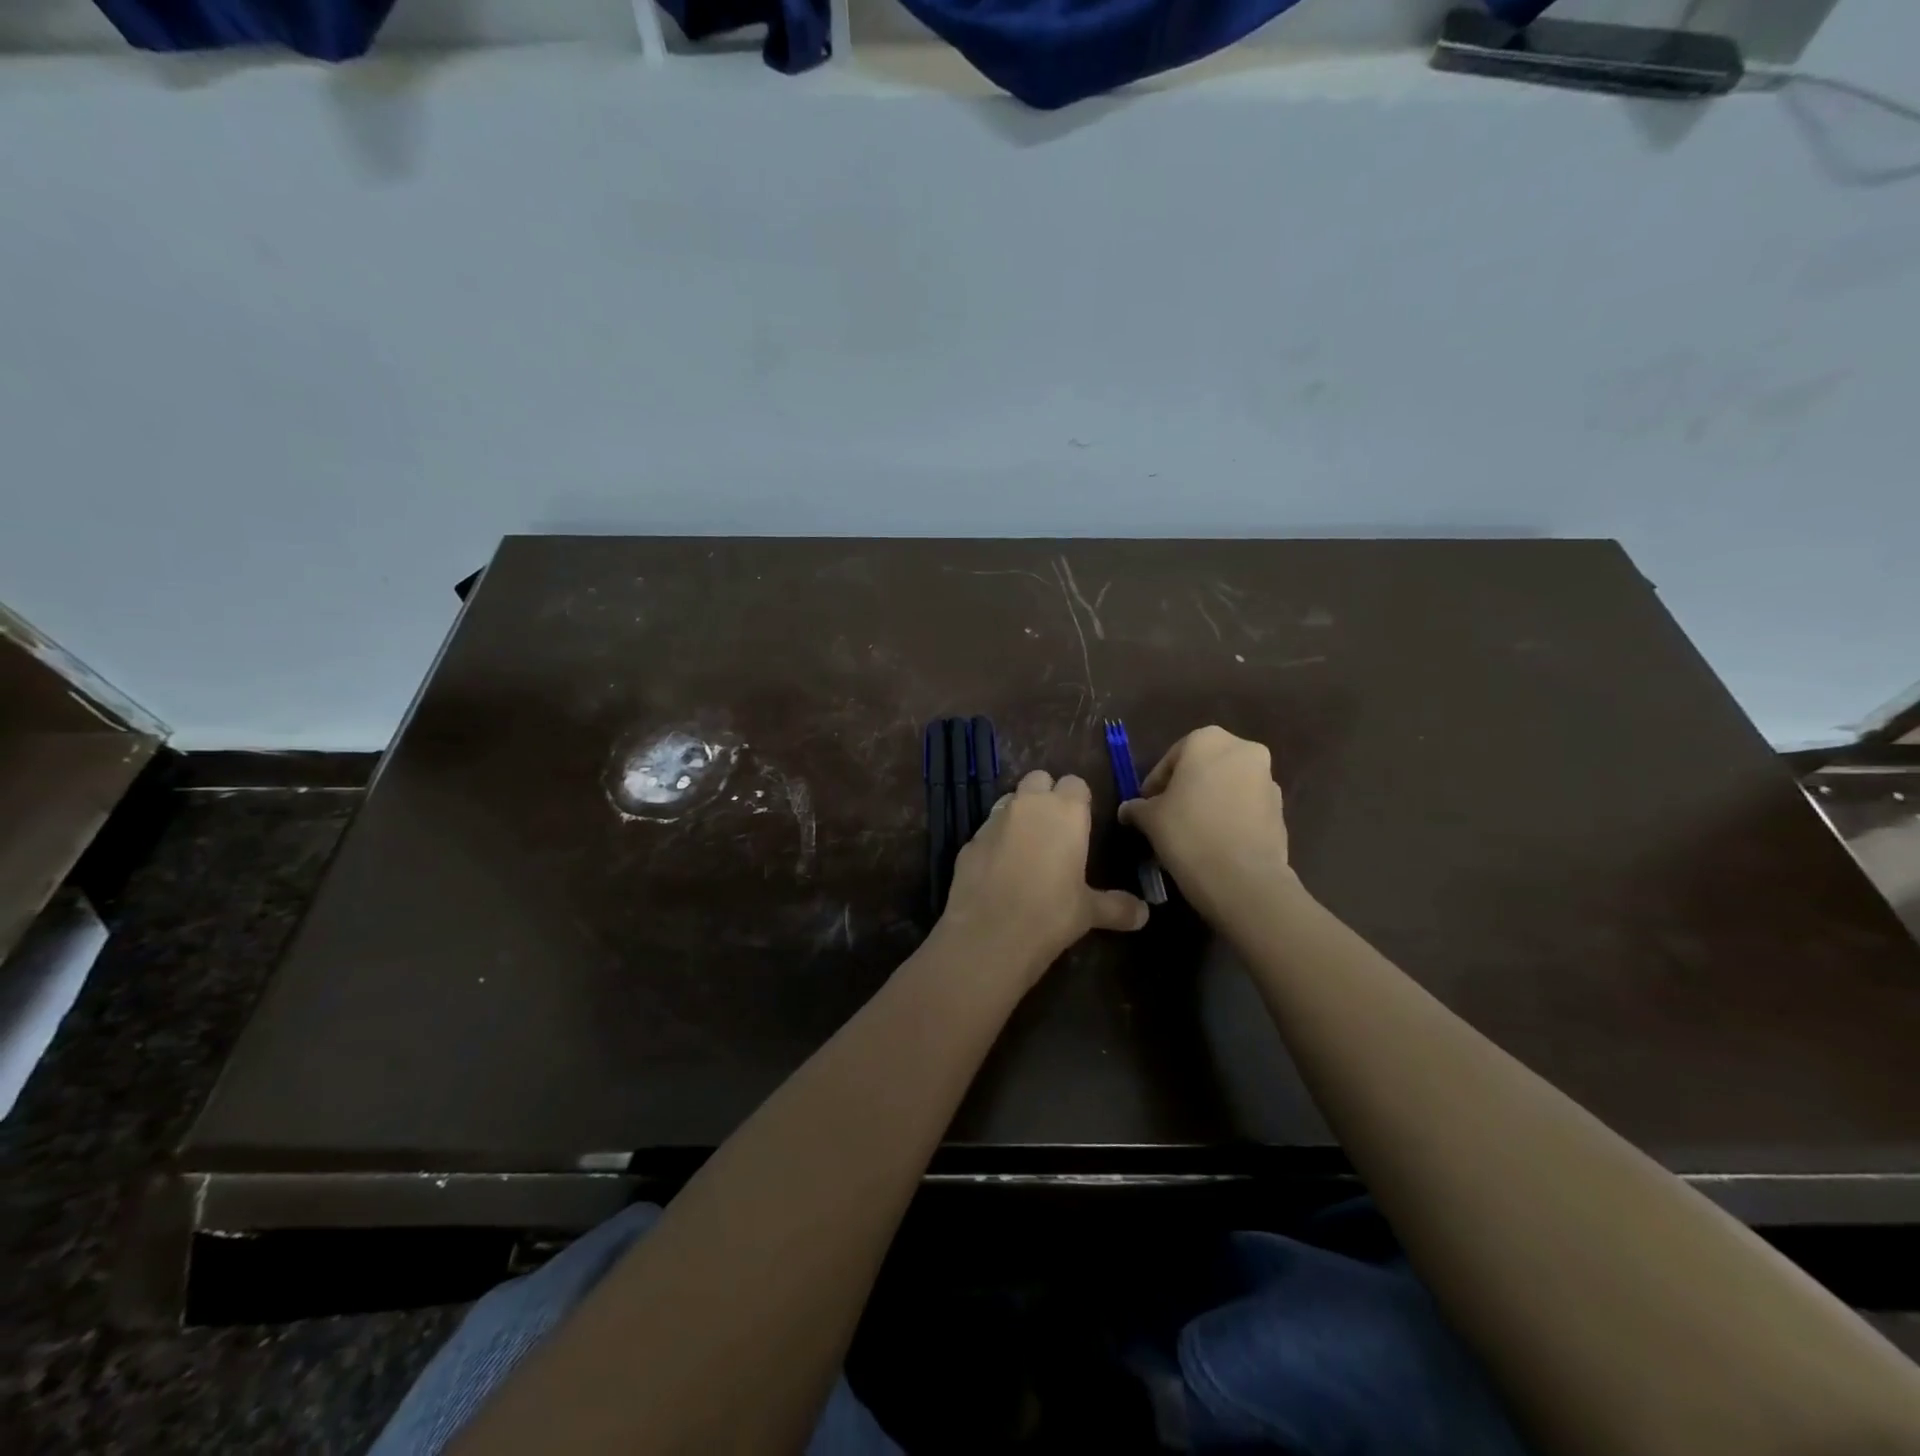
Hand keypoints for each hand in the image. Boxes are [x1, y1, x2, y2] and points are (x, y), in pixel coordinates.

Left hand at [937, 770, 1148, 985]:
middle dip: (1046, 796)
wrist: (989, 933)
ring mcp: (994, 819)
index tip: (1081, 823)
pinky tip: (999, 870)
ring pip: (1009, 800)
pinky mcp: (969, 840)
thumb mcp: (1089, 912)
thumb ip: (1117, 907)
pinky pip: (987, 830)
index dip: (1078, 800)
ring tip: (1026, 848)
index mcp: (1065, 811)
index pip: (1076, 783)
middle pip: (1038, 779)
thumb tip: (1144, 914)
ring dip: (1018, 814)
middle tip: (1054, 829)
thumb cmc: (1050, 914)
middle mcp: (1029, 805)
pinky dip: (995, 840)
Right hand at [1118, 727, 1291, 917]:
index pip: (1171, 759)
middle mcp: (1243, 750)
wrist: (1243, 878)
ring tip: (1191, 832)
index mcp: (1207, 740)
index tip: (1145, 807)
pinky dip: (1230, 817)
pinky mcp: (1280, 809)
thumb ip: (1137, 807)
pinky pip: (1246, 807)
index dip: (1155, 784)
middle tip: (1167, 816)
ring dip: (1209, 802)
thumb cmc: (1188, 833)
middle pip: (1203, 768)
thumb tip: (1128, 810)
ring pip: (1227, 786)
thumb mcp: (1150, 819)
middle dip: (1185, 789)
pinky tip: (1214, 843)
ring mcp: (1267, 779)